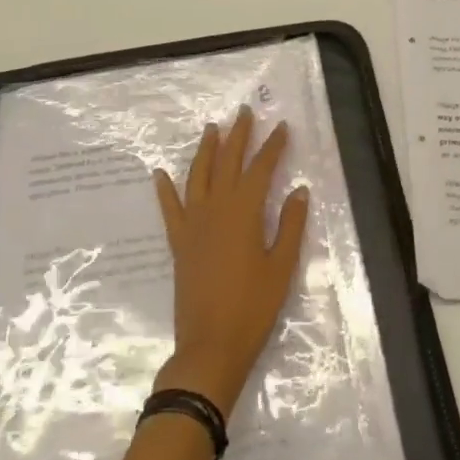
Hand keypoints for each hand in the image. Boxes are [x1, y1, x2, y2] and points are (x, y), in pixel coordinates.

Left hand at [153, 107, 310, 416]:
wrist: (210, 346)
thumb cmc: (253, 307)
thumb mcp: (282, 267)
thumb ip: (290, 225)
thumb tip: (299, 190)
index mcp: (244, 211)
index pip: (261, 168)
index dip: (273, 146)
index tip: (281, 126)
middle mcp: (216, 208)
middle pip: (227, 162)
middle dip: (238, 135)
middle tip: (244, 112)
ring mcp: (193, 224)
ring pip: (198, 176)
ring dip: (205, 150)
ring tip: (211, 128)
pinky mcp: (179, 243)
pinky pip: (170, 209)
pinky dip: (165, 189)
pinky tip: (160, 173)